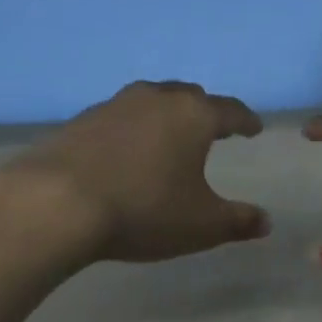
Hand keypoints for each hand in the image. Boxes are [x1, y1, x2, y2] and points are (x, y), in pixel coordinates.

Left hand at [9, 81, 270, 263]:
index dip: (245, 121)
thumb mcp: (201, 225)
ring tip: (169, 138)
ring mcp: (113, 106)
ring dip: (165, 116)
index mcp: (192, 116)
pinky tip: (126, 153)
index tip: (254, 128)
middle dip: (205, 111)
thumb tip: (265, 222)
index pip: (230, 111)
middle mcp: (154, 99)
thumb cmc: (144, 210)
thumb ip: (238, 221)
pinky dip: (132, 130)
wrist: (56, 204)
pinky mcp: (79, 121)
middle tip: (213, 127)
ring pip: (150, 102)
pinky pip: (118, 119)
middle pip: (188, 96)